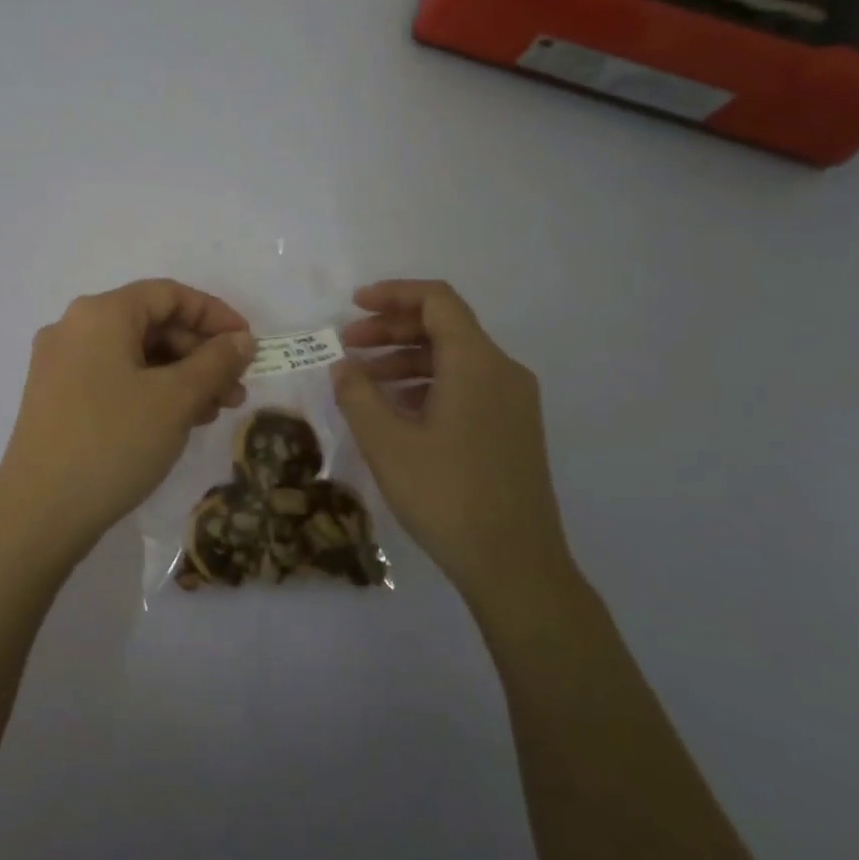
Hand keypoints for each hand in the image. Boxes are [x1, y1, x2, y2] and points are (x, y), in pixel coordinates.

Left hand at [0, 279, 256, 562]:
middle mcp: (74, 328)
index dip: (214, 314)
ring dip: (180, 377)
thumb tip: (241, 340)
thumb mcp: (175, 400)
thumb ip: (215, 362)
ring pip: (134, 356)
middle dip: (200, 354)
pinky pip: (114, 379)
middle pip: (151, 324)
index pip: (168, 294)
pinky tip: (178, 421)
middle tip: (236, 390)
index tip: (248, 345)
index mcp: (100, 314)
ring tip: (215, 411)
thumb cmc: (113, 443)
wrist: (39, 514)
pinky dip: (151, 392)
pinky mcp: (56, 398)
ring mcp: (60, 365)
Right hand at [332, 280, 573, 605]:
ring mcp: (512, 402)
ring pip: (454, 360)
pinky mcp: (512, 429)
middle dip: (391, 330)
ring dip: (405, 360)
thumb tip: (343, 366)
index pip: (437, 301)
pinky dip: (426, 385)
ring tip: (362, 381)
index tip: (353, 306)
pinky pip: (466, 387)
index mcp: (477, 363)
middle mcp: (502, 371)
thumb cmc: (447, 495)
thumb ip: (358, 395)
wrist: (515, 565)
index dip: (392, 294)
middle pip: (444, 327)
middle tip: (347, 345)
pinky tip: (395, 411)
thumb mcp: (387, 443)